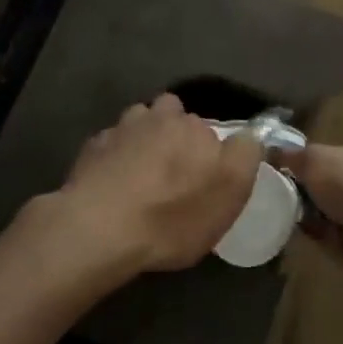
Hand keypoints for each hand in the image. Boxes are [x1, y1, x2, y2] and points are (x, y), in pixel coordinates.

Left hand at [42, 93, 261, 277]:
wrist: (99, 227)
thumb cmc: (172, 217)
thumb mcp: (229, 195)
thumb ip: (245, 156)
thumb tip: (249, 134)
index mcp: (195, 127)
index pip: (211, 128)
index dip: (209, 150)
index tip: (205, 176)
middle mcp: (159, 116)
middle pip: (173, 116)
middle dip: (175, 136)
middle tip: (174, 172)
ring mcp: (122, 128)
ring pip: (140, 122)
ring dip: (143, 138)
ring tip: (141, 171)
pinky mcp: (93, 146)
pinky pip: (112, 144)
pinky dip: (115, 156)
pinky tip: (114, 183)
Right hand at [279, 140, 342, 279]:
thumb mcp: (315, 159)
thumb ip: (294, 156)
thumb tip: (273, 152)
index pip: (339, 154)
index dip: (314, 161)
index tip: (289, 170)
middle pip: (334, 185)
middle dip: (309, 192)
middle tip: (283, 194)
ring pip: (333, 213)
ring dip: (311, 216)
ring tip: (288, 216)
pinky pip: (337, 239)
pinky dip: (320, 238)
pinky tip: (303, 235)